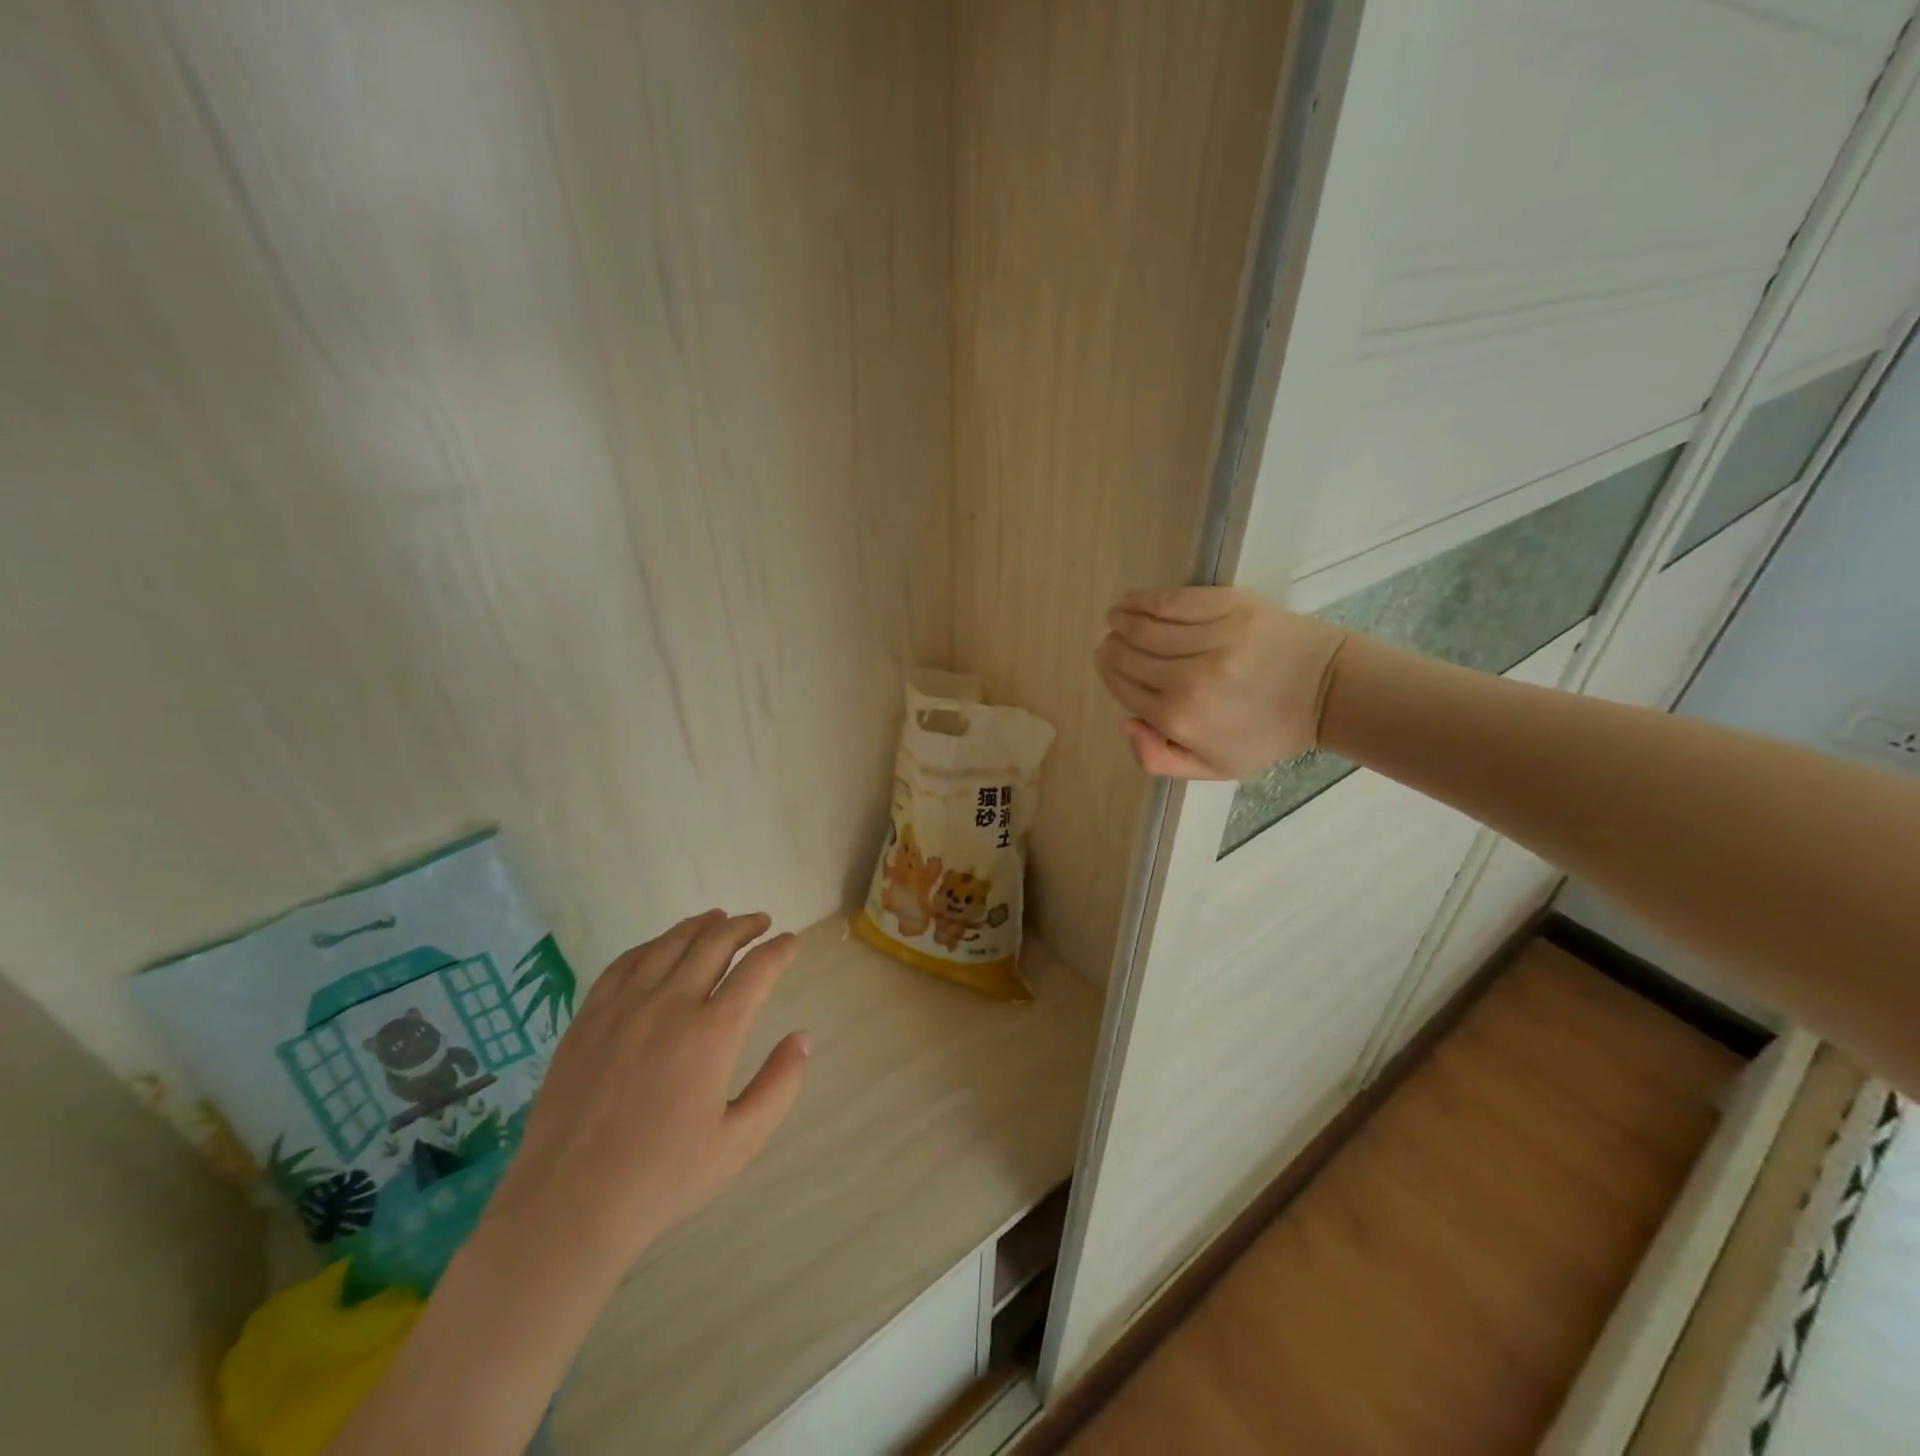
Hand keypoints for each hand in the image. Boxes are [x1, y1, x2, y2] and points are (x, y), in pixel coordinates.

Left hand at [482, 911, 809, 1282]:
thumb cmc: (663, 1178)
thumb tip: (803, 1037)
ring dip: (700, 926)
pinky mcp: (588, 1019)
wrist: (568, 1207)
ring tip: (718, 919)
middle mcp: (669, 1005)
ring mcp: (623, 1008)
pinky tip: (660, 947)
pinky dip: (651, 945)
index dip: (779, 950)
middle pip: (714, 944)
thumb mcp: (739, 1142)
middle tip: (760, 922)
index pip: (756, 971)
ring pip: (668, 945)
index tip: (790, 942)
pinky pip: (623, 964)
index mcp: (712, 1033)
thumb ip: (780, 1085)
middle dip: (744, 926)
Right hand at [1094, 586, 1347, 778]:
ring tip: (1115, 617)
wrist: (1325, 691)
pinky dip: (1143, 599)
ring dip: (1120, 620)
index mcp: (1179, 719)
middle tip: (1109, 641)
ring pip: (1144, 626)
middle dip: (1111, 648)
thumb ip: (1159, 758)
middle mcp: (1187, 679)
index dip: (1109, 673)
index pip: (1124, 688)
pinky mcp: (1228, 608)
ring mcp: (1209, 640)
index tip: (1105, 662)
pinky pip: (1171, 601)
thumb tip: (1125, 721)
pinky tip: (1131, 600)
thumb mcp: (1213, 767)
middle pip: (1128, 656)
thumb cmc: (1267, 733)